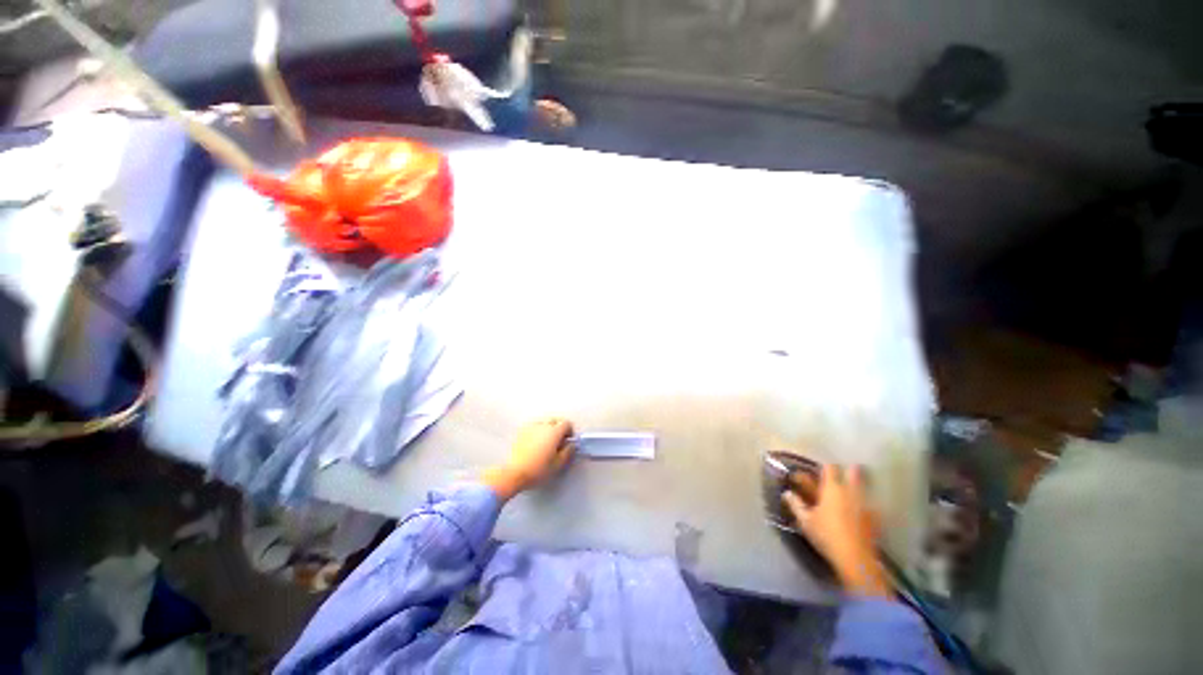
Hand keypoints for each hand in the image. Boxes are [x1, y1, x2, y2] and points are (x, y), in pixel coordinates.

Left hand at [481, 418, 574, 501]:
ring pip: (544, 422)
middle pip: (555, 420)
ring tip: (546, 442)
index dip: (569, 431)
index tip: (567, 440)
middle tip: (558, 441)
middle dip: (559, 428)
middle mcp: (543, 425)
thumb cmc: (538, 469)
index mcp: (554, 432)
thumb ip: (568, 452)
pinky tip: (535, 443)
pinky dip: (537, 431)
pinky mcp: (521, 431)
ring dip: (548, 429)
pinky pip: (533, 426)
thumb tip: (572, 444)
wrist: (514, 473)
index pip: (566, 423)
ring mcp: (531, 427)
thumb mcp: (558, 464)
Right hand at [782, 464, 891, 597]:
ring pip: (864, 488)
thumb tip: (786, 493)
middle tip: (844, 475)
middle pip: (854, 473)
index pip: (830, 468)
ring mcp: (866, 505)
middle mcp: (851, 492)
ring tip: (851, 493)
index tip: (820, 470)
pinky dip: (865, 505)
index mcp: (832, 489)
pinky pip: (870, 505)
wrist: (856, 559)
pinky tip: (860, 513)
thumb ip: (796, 505)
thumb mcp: (805, 521)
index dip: (825, 467)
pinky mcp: (876, 519)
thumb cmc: (827, 535)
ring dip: (858, 487)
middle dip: (850, 471)